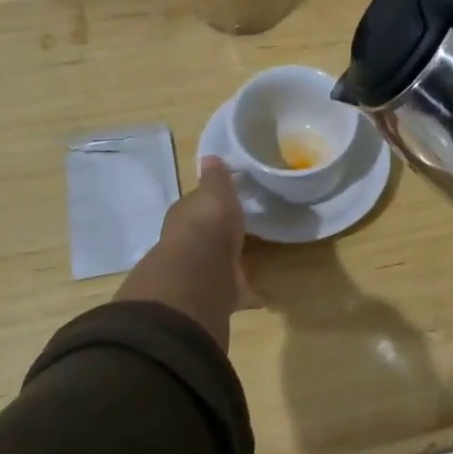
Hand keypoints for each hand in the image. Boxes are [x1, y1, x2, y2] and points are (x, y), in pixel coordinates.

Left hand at [113, 157, 258, 350]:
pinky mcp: (215, 297)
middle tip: (244, 232)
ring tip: (256, 261)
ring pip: (218, 264)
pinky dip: (249, 293)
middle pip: (206, 237)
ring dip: (231, 264)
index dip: (210, 203)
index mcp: (186, 216)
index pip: (196, 206)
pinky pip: (236, 292)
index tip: (229, 201)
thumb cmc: (206, 226)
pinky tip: (266, 294)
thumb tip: (210, 156)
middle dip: (220, 236)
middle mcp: (188, 245)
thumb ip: (216, 179)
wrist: (197, 277)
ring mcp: (200, 273)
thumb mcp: (215, 193)